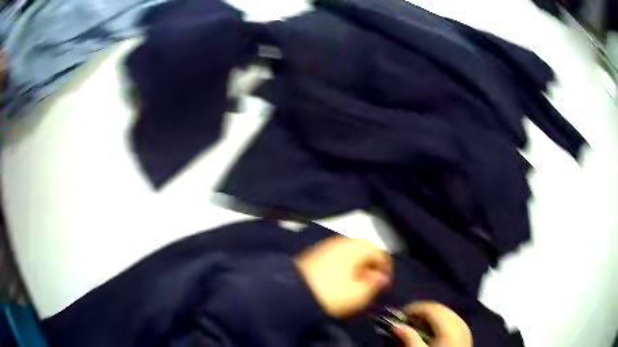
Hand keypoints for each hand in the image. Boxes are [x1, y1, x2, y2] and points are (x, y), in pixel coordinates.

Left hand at [294, 236, 391, 317]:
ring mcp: (327, 246)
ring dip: (358, 266)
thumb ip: (374, 284)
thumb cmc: (331, 293)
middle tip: (372, 283)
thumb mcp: (358, 293)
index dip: (386, 269)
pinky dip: (345, 266)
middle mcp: (343, 241)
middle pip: (365, 250)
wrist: (293, 293)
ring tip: (358, 283)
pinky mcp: (315, 254)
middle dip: (372, 266)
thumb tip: (382, 277)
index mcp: (356, 247)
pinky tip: (341, 280)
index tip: (385, 285)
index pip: (380, 253)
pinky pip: (338, 256)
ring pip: (351, 253)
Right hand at [392, 302, 471, 346]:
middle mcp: (459, 322)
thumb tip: (397, 326)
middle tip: (406, 320)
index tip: (400, 315)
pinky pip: (452, 320)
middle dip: (422, 312)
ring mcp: (464, 327)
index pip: (430, 308)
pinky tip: (431, 332)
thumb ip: (409, 338)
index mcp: (448, 326)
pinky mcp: (465, 333)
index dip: (414, 308)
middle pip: (439, 308)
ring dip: (430, 317)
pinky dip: (440, 322)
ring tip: (417, 327)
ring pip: (446, 313)